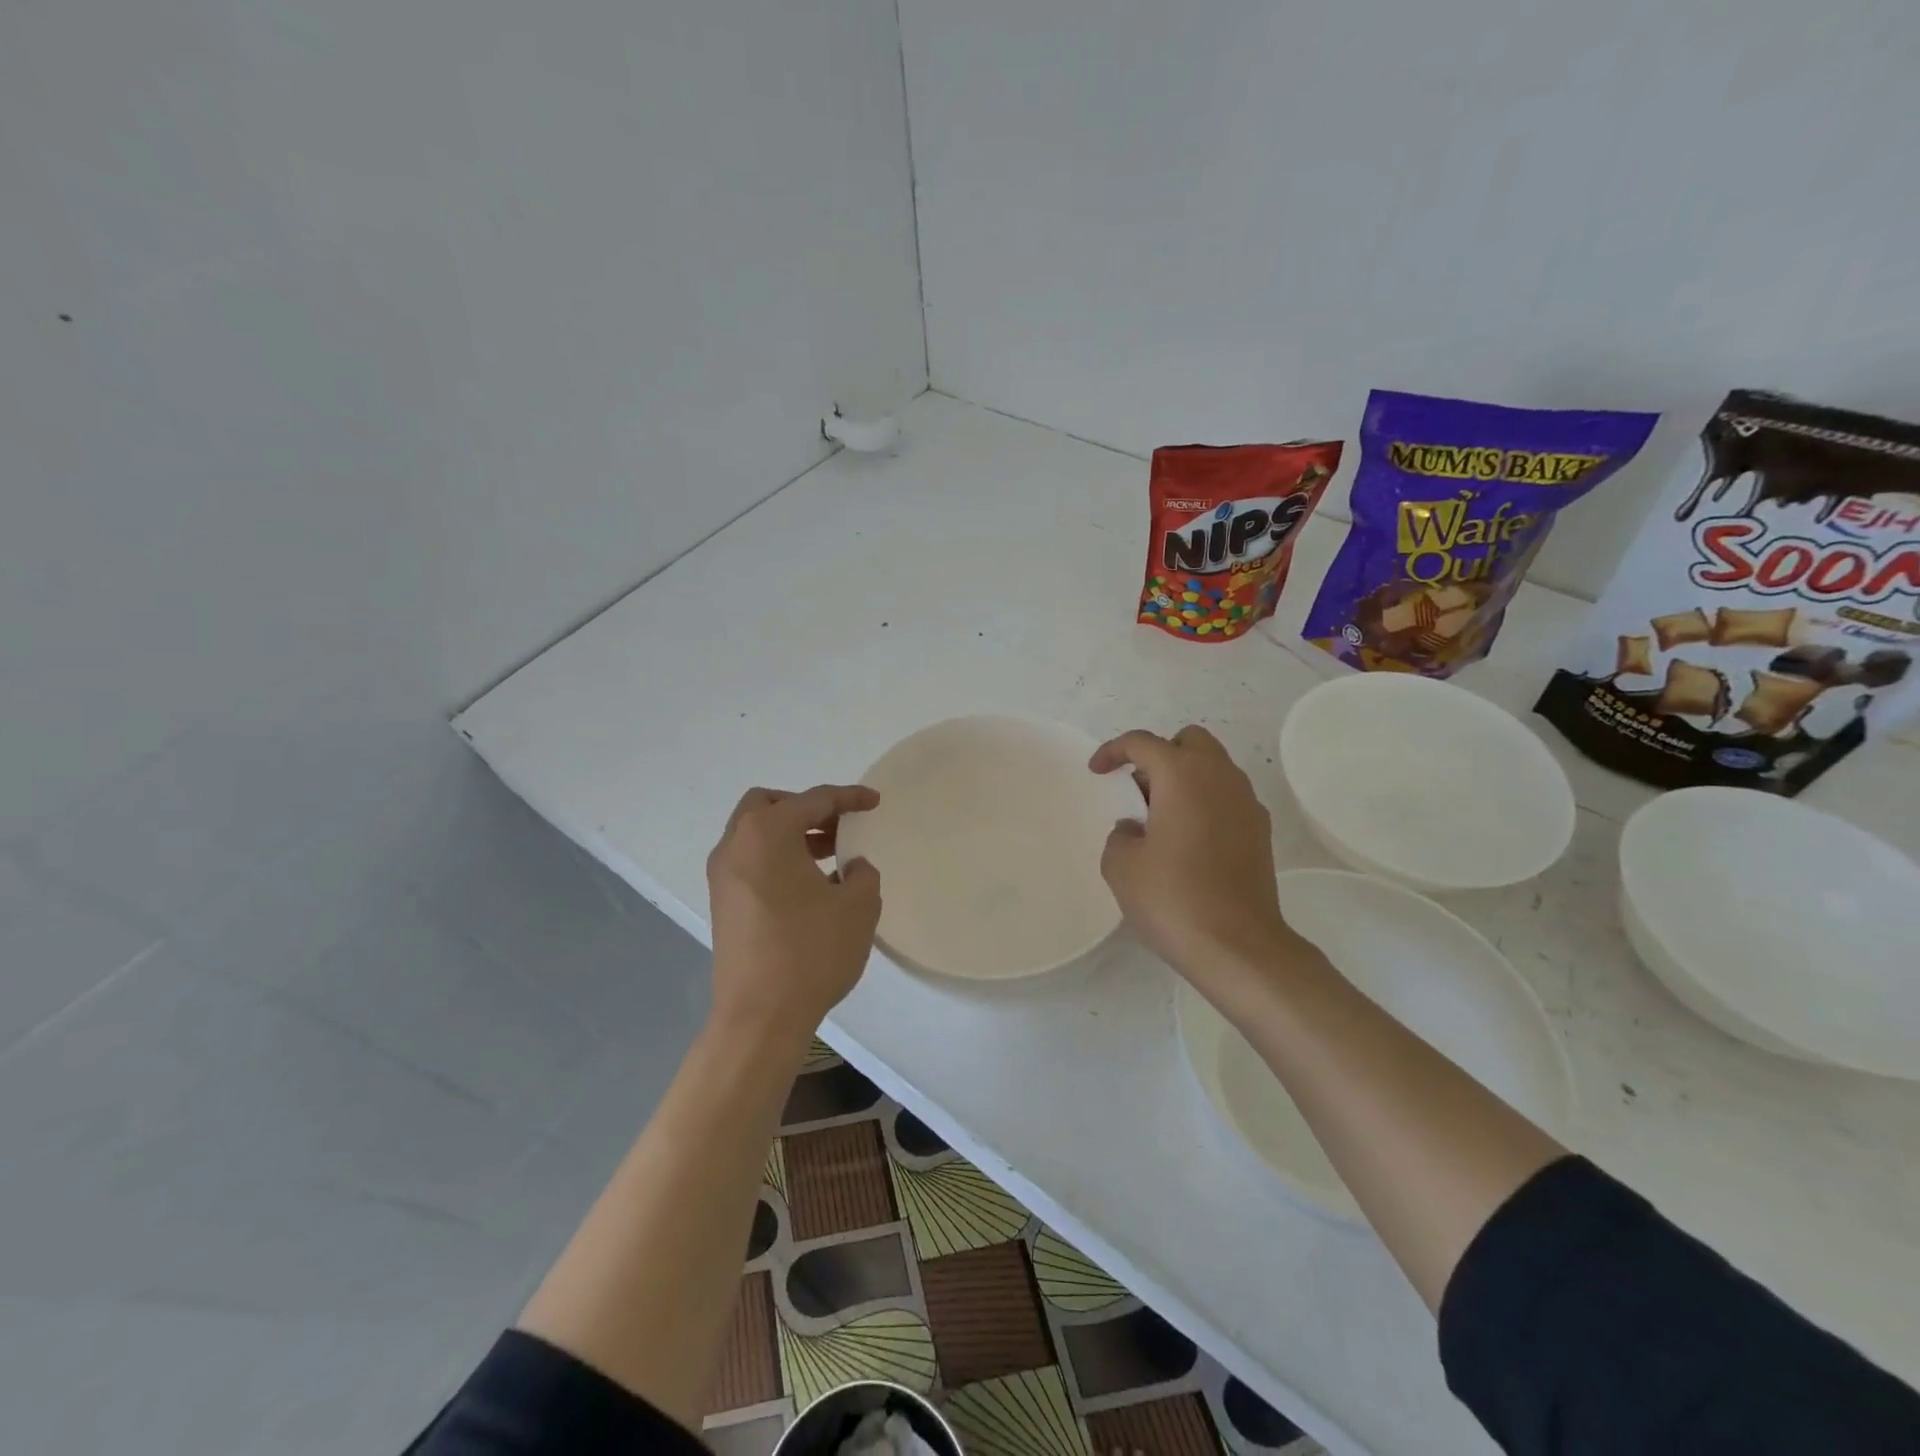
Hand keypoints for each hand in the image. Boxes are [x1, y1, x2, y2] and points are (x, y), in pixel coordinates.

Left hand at [706, 784, 882, 1040]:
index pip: (813, 800)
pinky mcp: (722, 905)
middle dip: (806, 809)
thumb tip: (851, 868)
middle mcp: (736, 846)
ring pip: (756, 835)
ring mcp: (722, 877)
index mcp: (767, 833)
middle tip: (838, 827)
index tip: (874, 802)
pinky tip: (809, 887)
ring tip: (831, 858)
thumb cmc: (811, 951)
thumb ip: (862, 873)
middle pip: (769, 805)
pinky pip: (751, 862)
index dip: (848, 798)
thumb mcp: (857, 906)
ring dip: (791, 835)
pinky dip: (777, 859)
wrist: (760, 1017)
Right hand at [1090, 726, 1301, 1001]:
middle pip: (1189, 741)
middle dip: (1159, 755)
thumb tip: (1136, 830)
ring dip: (1184, 779)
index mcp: (1182, 776)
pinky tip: (1188, 842)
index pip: (1143, 742)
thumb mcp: (1121, 866)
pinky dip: (1205, 803)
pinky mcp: (1260, 832)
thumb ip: (1121, 835)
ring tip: (1160, 819)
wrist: (1238, 947)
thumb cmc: (1173, 898)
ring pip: (1213, 768)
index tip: (1097, 772)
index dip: (1114, 751)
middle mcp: (1220, 778)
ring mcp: (1247, 804)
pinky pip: (1227, 798)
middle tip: (1138, 790)